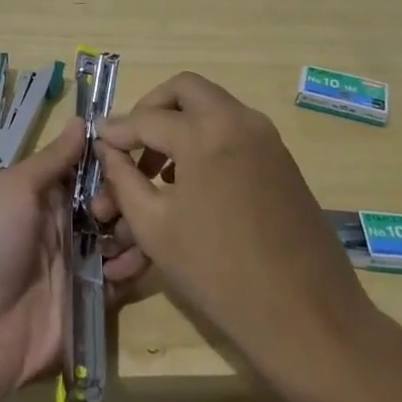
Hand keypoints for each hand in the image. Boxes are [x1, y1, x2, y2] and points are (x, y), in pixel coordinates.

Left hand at [0, 119, 143, 401]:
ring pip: (125, 235)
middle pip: (113, 200)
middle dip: (122, 197)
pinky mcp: (94, 298)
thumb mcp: (14, 190)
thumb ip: (52, 158)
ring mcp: (81, 262)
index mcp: (46, 194)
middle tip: (106, 210)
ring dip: (133, 230)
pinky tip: (124, 265)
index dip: (110, 159)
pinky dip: (133, 267)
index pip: (89, 167)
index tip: (126, 153)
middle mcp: (67, 223)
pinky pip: (125, 276)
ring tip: (122, 238)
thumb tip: (81, 121)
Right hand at [92, 73, 385, 377]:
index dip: (116, 130)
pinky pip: (235, 127)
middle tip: (133, 141)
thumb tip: (107, 148)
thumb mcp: (155, 227)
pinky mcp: (282, 157)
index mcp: (204, 133)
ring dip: (181, 121)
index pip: (146, 118)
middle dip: (152, 108)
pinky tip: (193, 178)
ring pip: (213, 104)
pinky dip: (207, 135)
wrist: (305, 313)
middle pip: (185, 88)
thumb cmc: (218, 272)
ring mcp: (266, 136)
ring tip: (158, 167)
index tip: (96, 139)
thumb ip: (124, 178)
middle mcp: (238, 120)